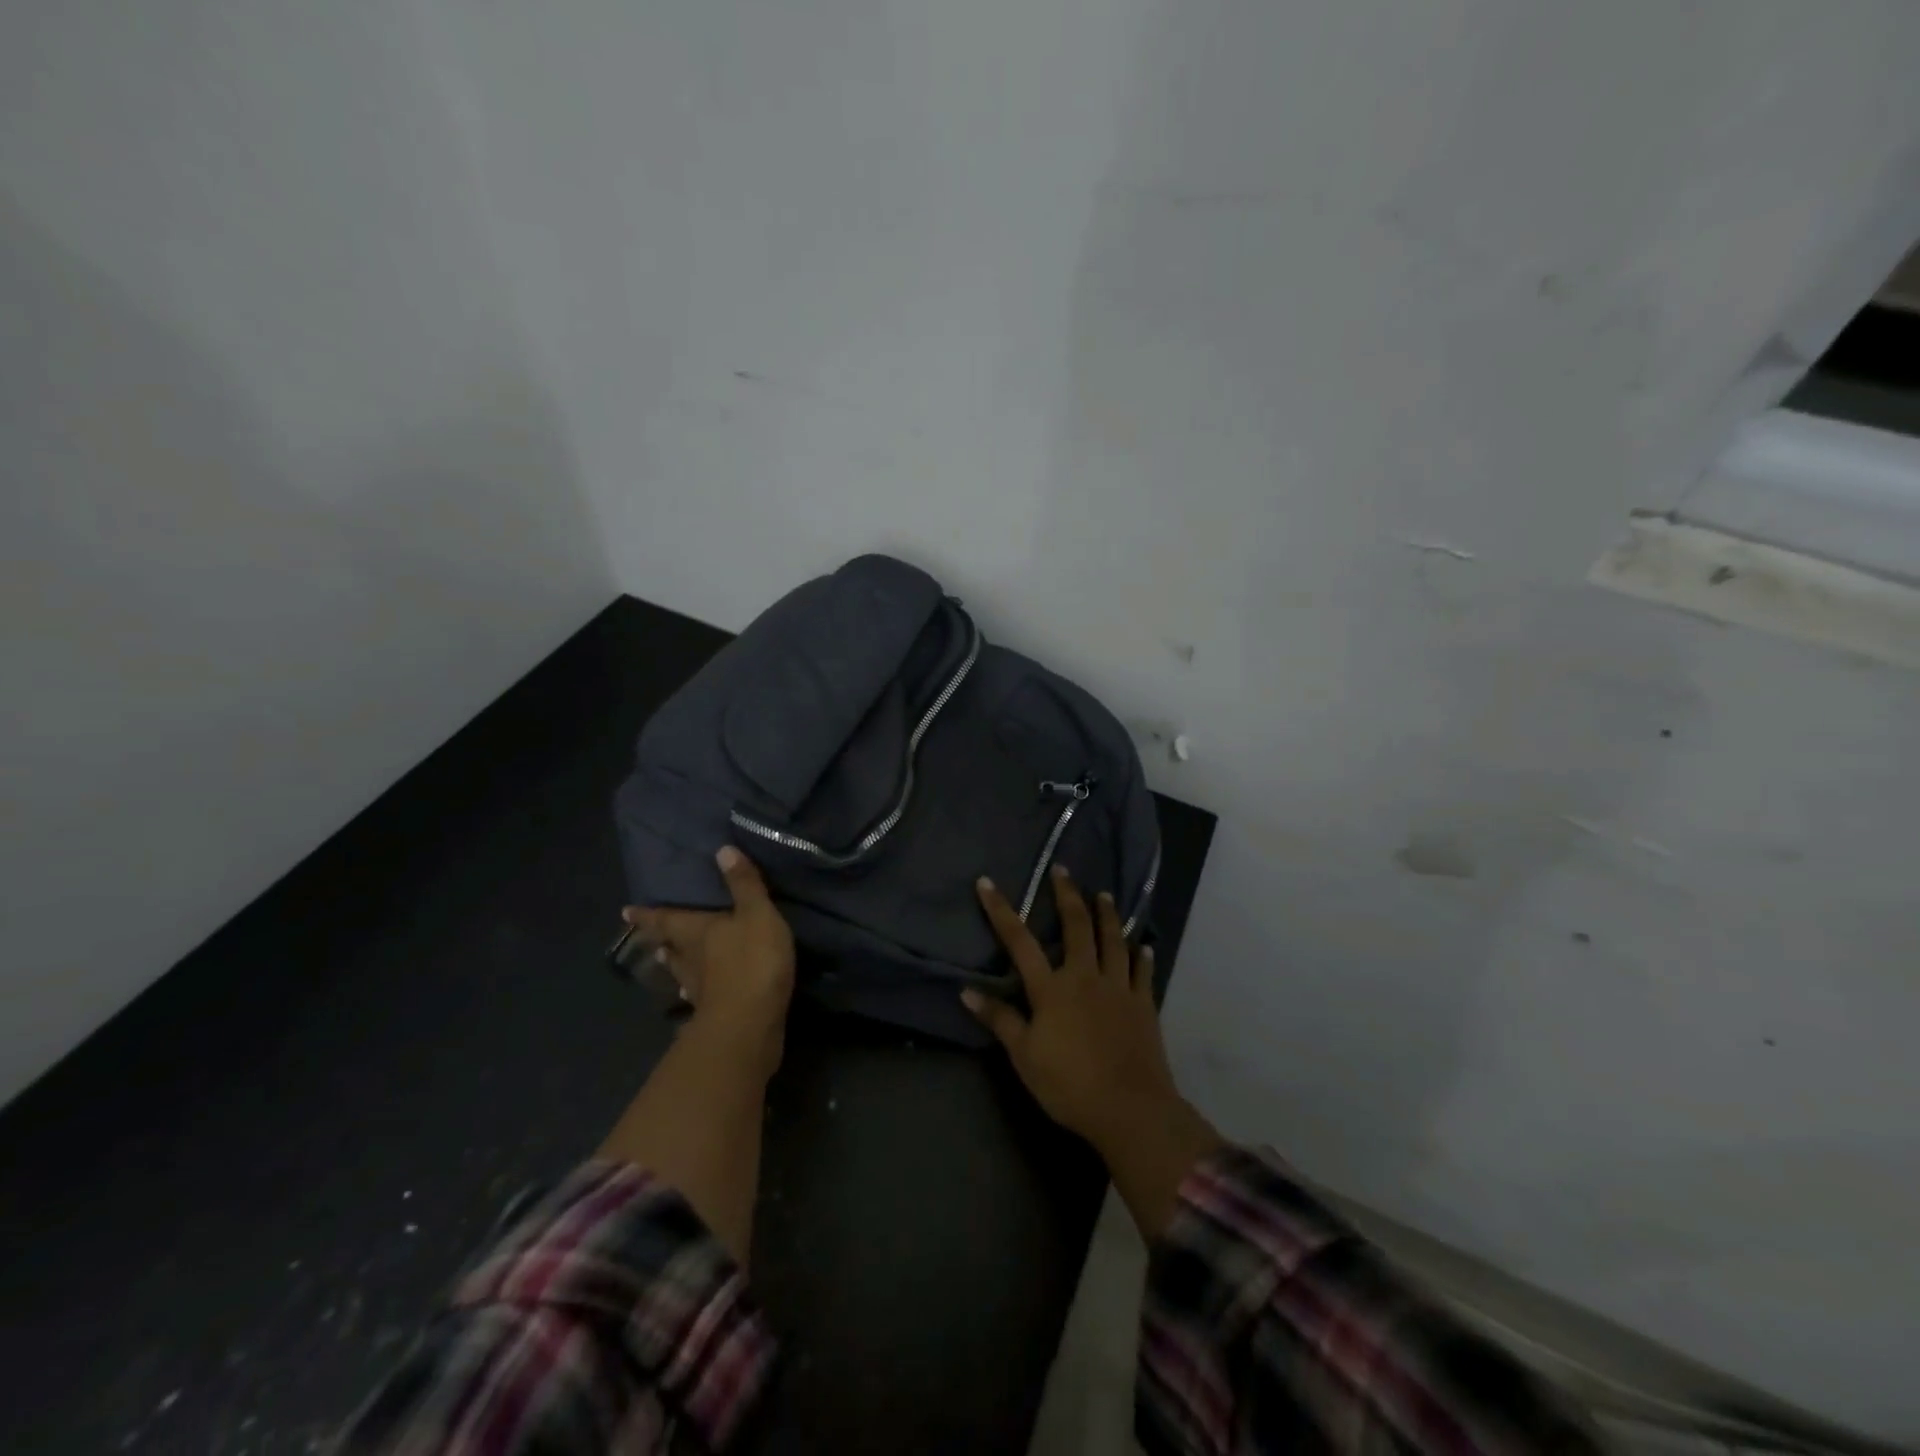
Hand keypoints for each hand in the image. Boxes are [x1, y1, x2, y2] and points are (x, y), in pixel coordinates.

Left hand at [624, 847, 795, 1076]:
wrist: (751, 1023)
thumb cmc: (752, 961)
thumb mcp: (756, 914)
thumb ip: (743, 884)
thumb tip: (722, 850)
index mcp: (696, 932)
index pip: (666, 920)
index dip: (647, 915)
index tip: (625, 912)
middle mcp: (691, 960)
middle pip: (671, 948)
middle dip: (663, 940)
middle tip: (655, 938)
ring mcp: (702, 990)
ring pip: (684, 972)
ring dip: (678, 965)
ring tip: (672, 960)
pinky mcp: (717, 1012)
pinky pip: (703, 995)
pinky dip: (700, 990)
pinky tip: (699, 994)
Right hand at [963, 866, 1173, 1150]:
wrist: (1130, 1108)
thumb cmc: (1069, 1084)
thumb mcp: (1024, 1056)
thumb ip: (999, 1020)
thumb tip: (967, 991)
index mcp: (1051, 988)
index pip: (1019, 941)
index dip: (1001, 910)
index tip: (987, 883)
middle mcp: (1084, 976)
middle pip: (1076, 926)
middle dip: (1067, 895)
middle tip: (1063, 869)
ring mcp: (1118, 987)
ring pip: (1112, 940)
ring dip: (1107, 914)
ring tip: (1104, 894)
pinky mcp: (1143, 1004)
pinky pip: (1143, 972)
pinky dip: (1142, 955)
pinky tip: (1143, 944)